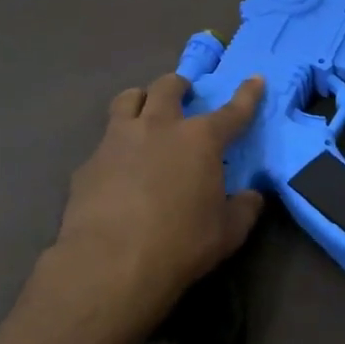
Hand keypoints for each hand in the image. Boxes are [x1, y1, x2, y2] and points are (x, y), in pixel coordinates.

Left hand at [50, 72, 266, 338]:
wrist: (110, 264)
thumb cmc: (181, 244)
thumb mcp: (228, 232)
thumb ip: (245, 208)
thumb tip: (252, 195)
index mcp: (200, 140)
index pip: (232, 111)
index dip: (247, 95)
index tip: (255, 79)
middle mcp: (159, 127)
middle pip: (168, 87)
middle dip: (179, 86)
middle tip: (184, 95)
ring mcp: (118, 140)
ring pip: (127, 99)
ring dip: (140, 99)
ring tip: (144, 112)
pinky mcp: (89, 162)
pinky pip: (104, 141)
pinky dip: (115, 145)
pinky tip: (116, 168)